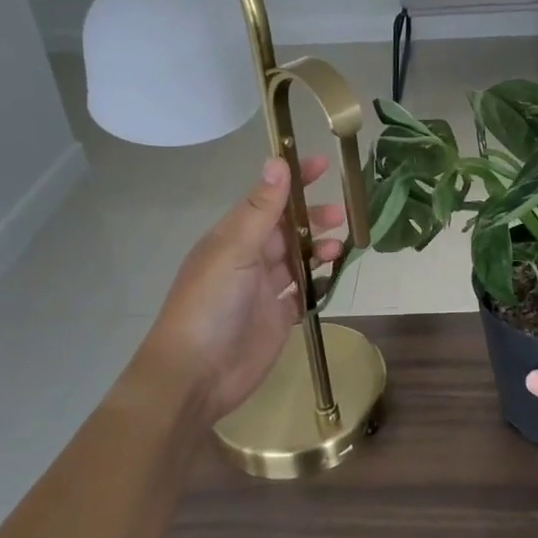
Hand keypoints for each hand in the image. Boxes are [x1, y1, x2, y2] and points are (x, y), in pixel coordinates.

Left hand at [140, 154, 346, 423]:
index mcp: (232, 238)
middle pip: (287, 229)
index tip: (321, 164)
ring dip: (320, 249)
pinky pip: (304, 293)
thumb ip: (261, 210)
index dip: (292, 181)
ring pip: (298, 259)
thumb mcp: (234, 251)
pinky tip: (334, 278)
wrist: (196, 375)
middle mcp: (248, 259)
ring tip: (340, 249)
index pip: (267, 199)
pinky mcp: (278, 318)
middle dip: (313, 218)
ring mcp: (263, 290)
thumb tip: (277, 162)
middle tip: (341, 215)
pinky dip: (319, 283)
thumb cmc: (209, 305)